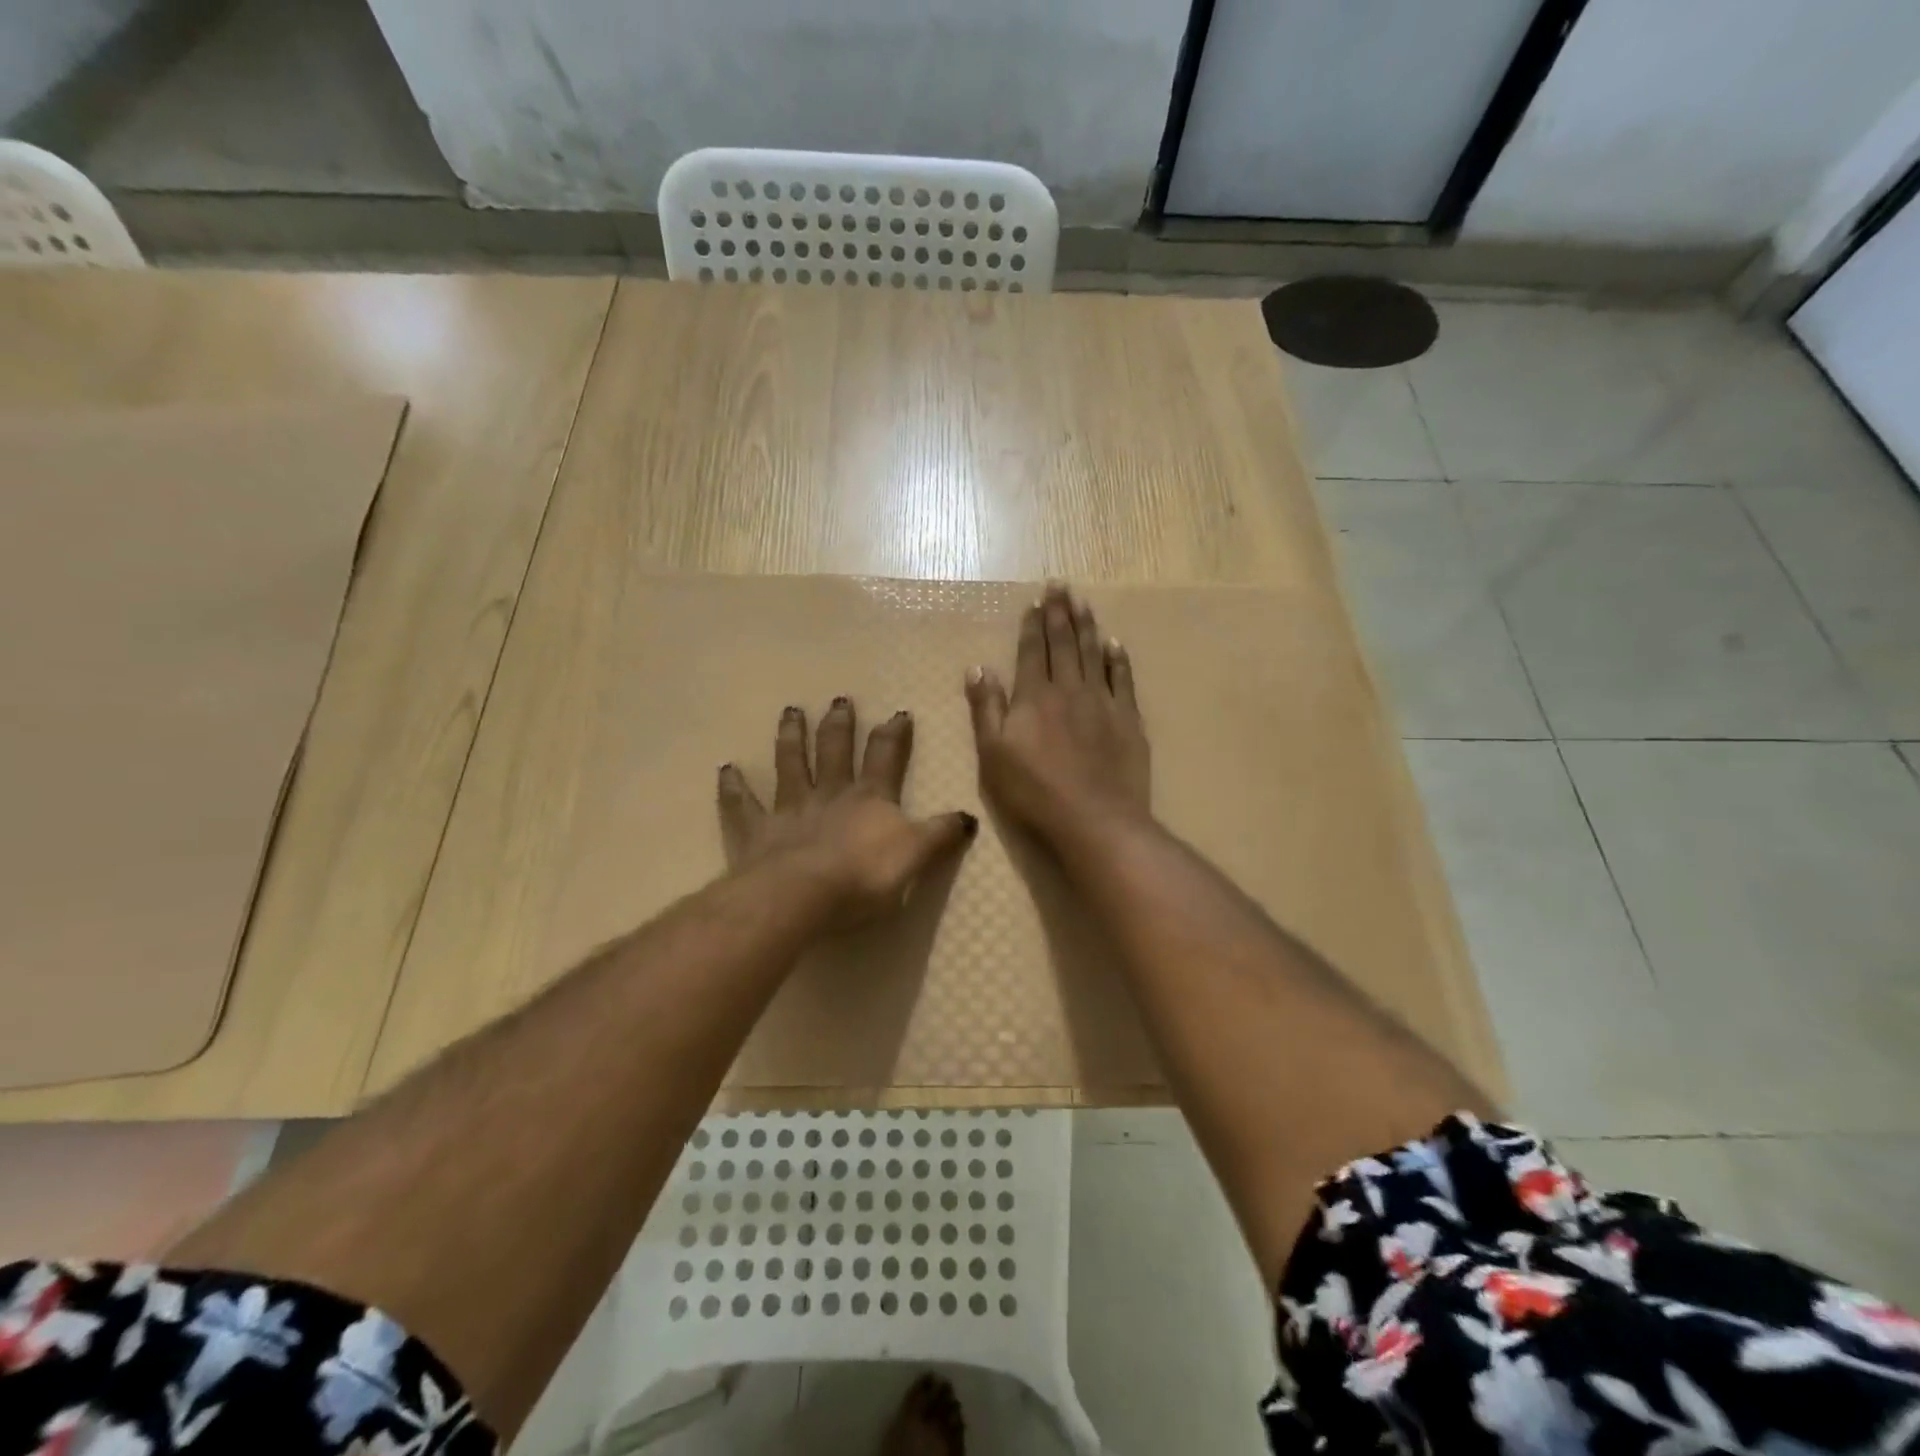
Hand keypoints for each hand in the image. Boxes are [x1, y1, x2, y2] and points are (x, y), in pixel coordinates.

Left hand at [718, 699, 976, 928]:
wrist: (802, 894)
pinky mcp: (757, 831)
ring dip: (792, 737)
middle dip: (839, 724)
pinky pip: (742, 805)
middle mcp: (829, 794)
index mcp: (869, 798)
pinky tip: (726, 769)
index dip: (894, 734)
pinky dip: (733, 787)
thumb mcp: (916, 856)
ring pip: (790, 764)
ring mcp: (790, 809)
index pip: (885, 757)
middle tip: (838, 699)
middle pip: (834, 750)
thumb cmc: (864, 876)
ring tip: (791, 712)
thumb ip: (941, 835)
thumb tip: (968, 817)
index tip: (898, 713)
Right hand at [964, 583, 1150, 844]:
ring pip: (1093, 653)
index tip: (1035, 601)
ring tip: (1083, 602)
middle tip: (1060, 585)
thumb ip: (986, 708)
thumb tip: (977, 668)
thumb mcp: (993, 754)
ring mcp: (1102, 702)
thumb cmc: (1034, 792)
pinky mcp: (1128, 720)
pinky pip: (1123, 679)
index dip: (1032, 625)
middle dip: (1060, 613)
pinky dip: (1117, 659)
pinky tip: (1114, 644)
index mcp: (1034, 697)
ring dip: (1087, 626)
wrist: (1095, 819)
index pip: (1032, 651)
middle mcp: (1069, 689)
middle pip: (1063, 644)